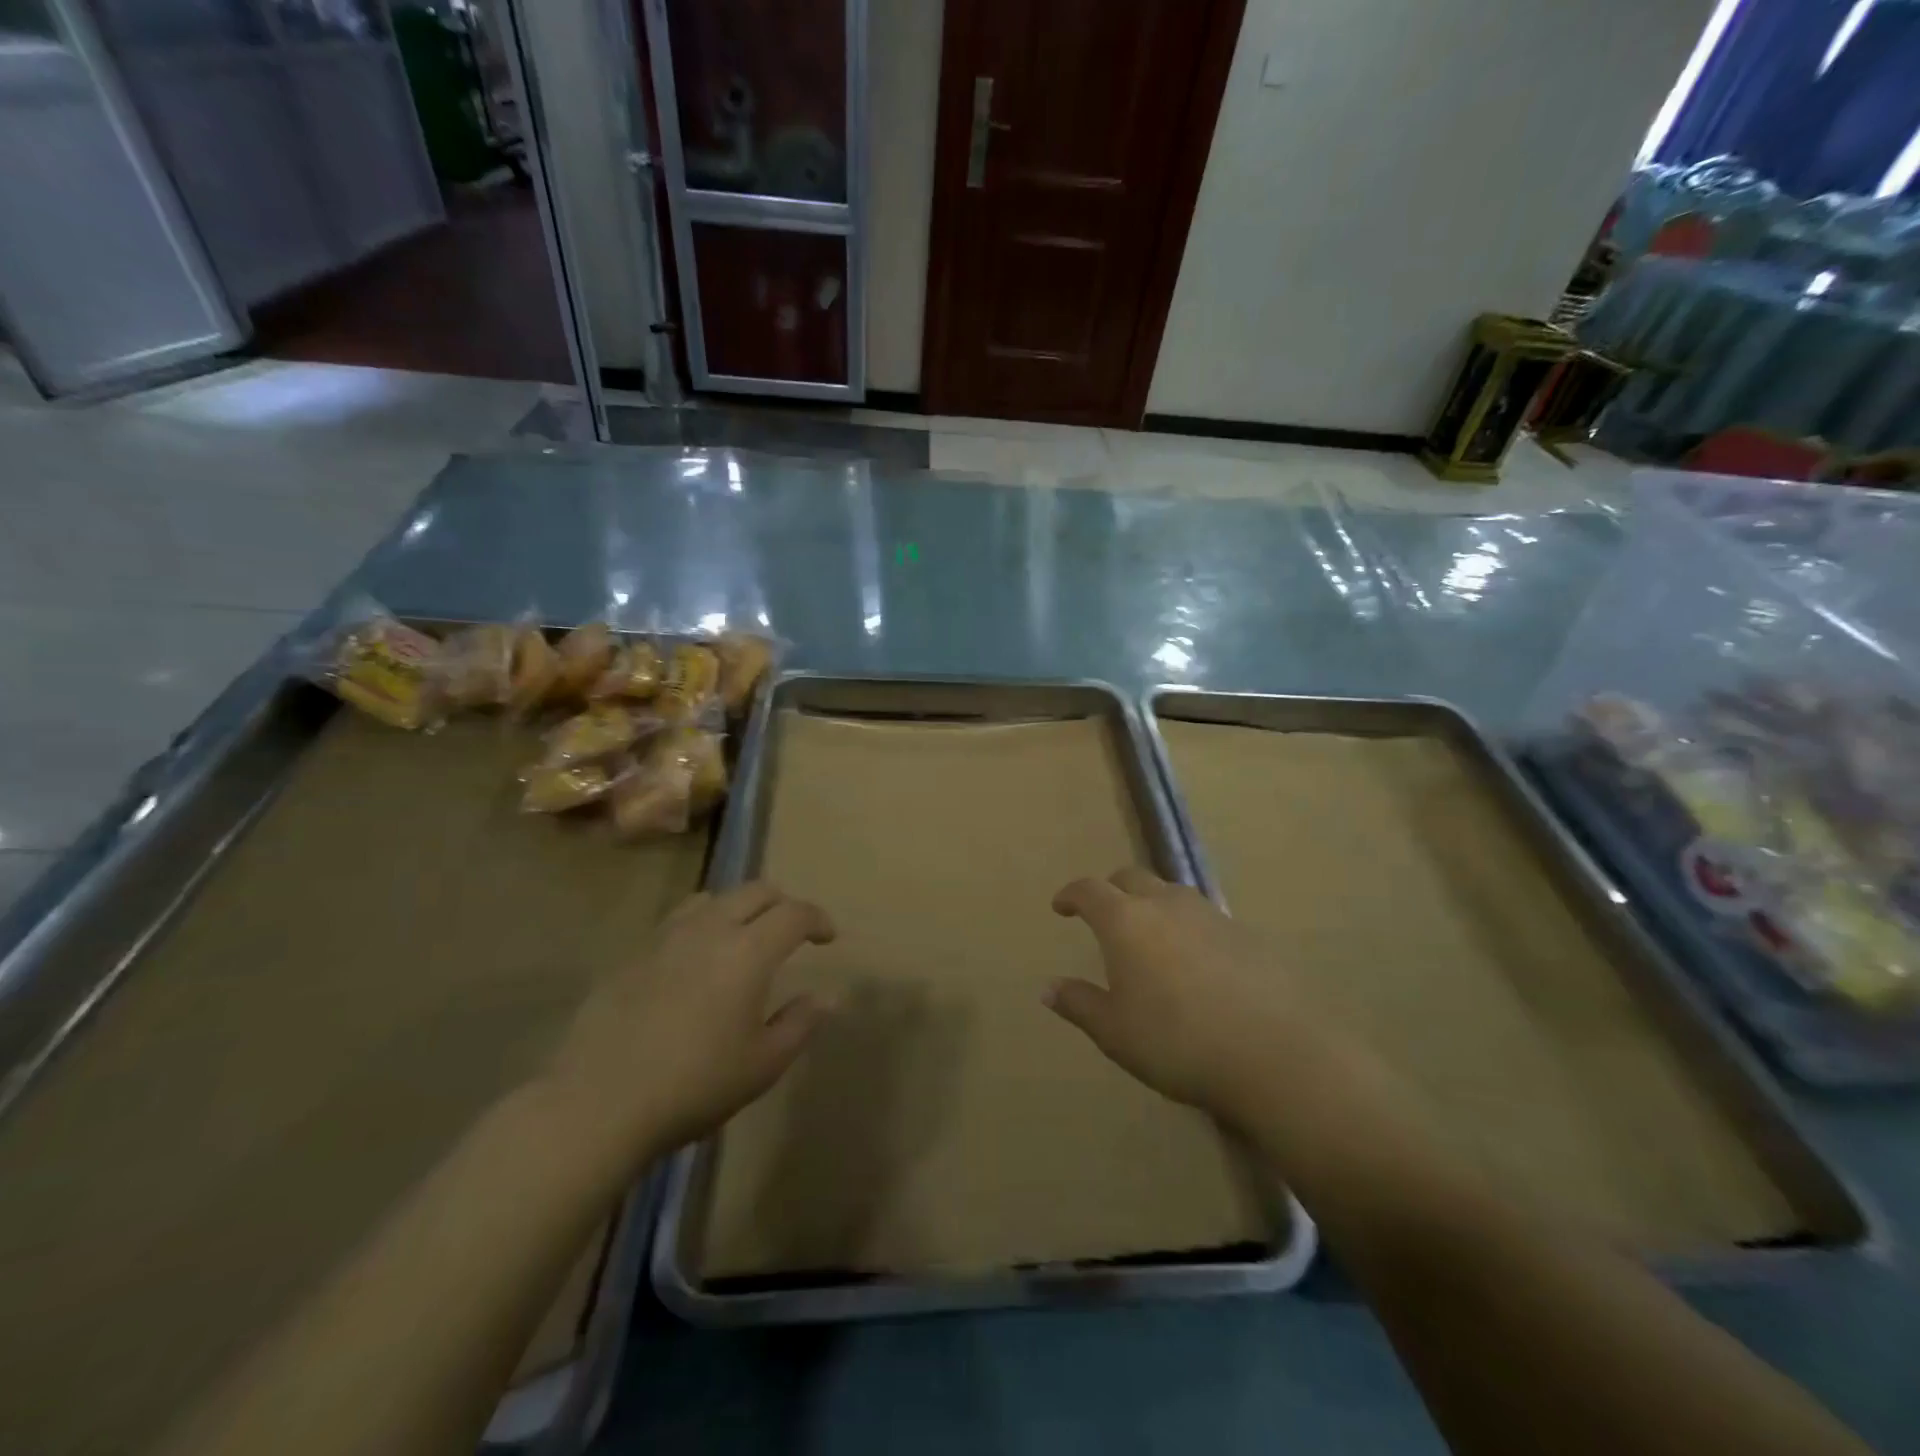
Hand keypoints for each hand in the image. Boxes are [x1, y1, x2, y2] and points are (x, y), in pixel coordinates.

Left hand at [541, 882, 835, 1155]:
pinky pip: (678, 920)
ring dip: (740, 908)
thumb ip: (800, 1023)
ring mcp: (666, 937)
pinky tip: (696, 961)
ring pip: (714, 898)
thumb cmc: (694, 1086)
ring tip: (743, 939)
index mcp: (748, 951)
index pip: (794, 913)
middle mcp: (710, 929)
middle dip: (783, 904)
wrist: (598, 1103)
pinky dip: (702, 925)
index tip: (828, 938)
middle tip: (792, 933)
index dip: (818, 919)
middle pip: (756, 891)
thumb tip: (827, 996)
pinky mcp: (633, 954)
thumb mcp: (762, 1065)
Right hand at [1046, 867, 1322, 1124]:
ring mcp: (1209, 915)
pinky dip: (1186, 926)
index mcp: (1126, 921)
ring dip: (1151, 903)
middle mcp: (1165, 905)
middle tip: (1103, 914)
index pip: (1089, 891)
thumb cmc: (1178, 1042)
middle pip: (1131, 878)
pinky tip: (1193, 960)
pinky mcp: (1244, 933)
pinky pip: (1202, 916)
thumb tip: (1048, 988)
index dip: (1071, 894)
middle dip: (1111, 890)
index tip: (1061, 906)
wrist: (1275, 1052)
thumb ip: (1080, 1004)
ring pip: (1170, 892)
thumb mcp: (1115, 1032)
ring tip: (1149, 934)